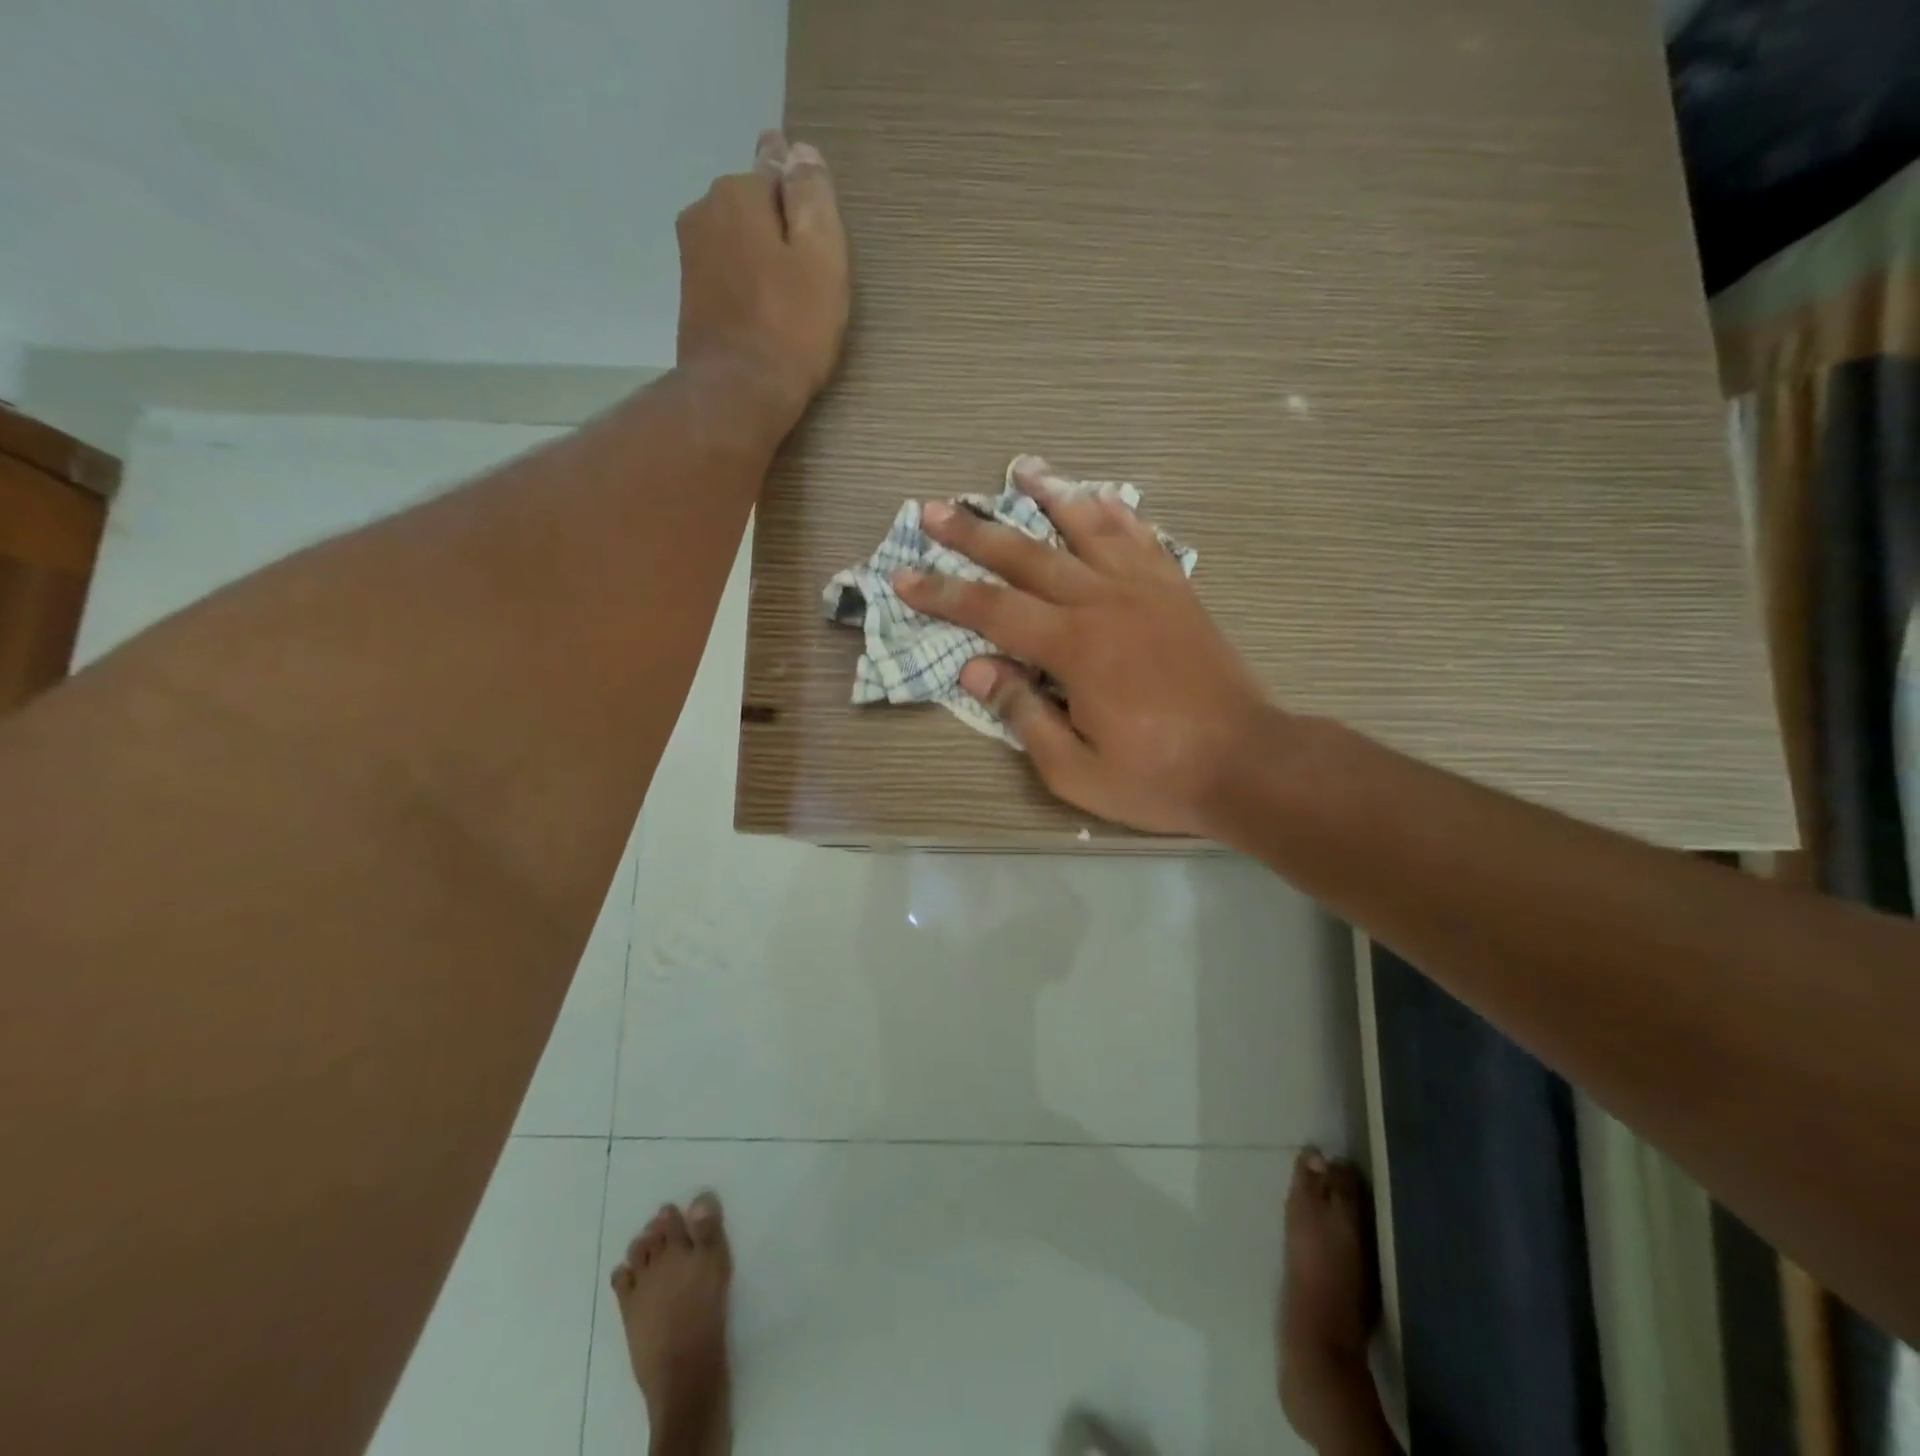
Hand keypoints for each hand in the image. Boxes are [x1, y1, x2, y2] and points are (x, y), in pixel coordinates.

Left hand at [675, 131, 849, 429]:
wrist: (737, 394)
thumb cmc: (791, 328)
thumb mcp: (822, 258)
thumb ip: (813, 198)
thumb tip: (801, 152)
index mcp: (738, 193)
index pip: (776, 169)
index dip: (802, 201)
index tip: (818, 239)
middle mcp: (704, 211)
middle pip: (754, 208)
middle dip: (780, 232)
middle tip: (810, 281)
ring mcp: (691, 256)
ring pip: (739, 243)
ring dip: (762, 262)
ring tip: (789, 304)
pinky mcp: (690, 297)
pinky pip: (727, 276)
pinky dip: (746, 288)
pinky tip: (765, 318)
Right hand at [893, 458, 1275, 837]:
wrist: (1247, 763)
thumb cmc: (1156, 776)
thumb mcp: (1075, 769)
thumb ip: (1023, 714)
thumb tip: (976, 670)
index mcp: (1075, 647)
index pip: (992, 610)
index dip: (943, 593)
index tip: (904, 577)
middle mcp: (1104, 602)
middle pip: (1028, 556)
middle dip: (975, 532)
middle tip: (933, 509)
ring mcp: (1146, 589)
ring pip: (1089, 527)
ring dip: (1050, 495)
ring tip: (1022, 468)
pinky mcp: (1177, 592)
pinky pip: (1142, 538)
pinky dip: (1117, 512)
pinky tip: (1101, 495)